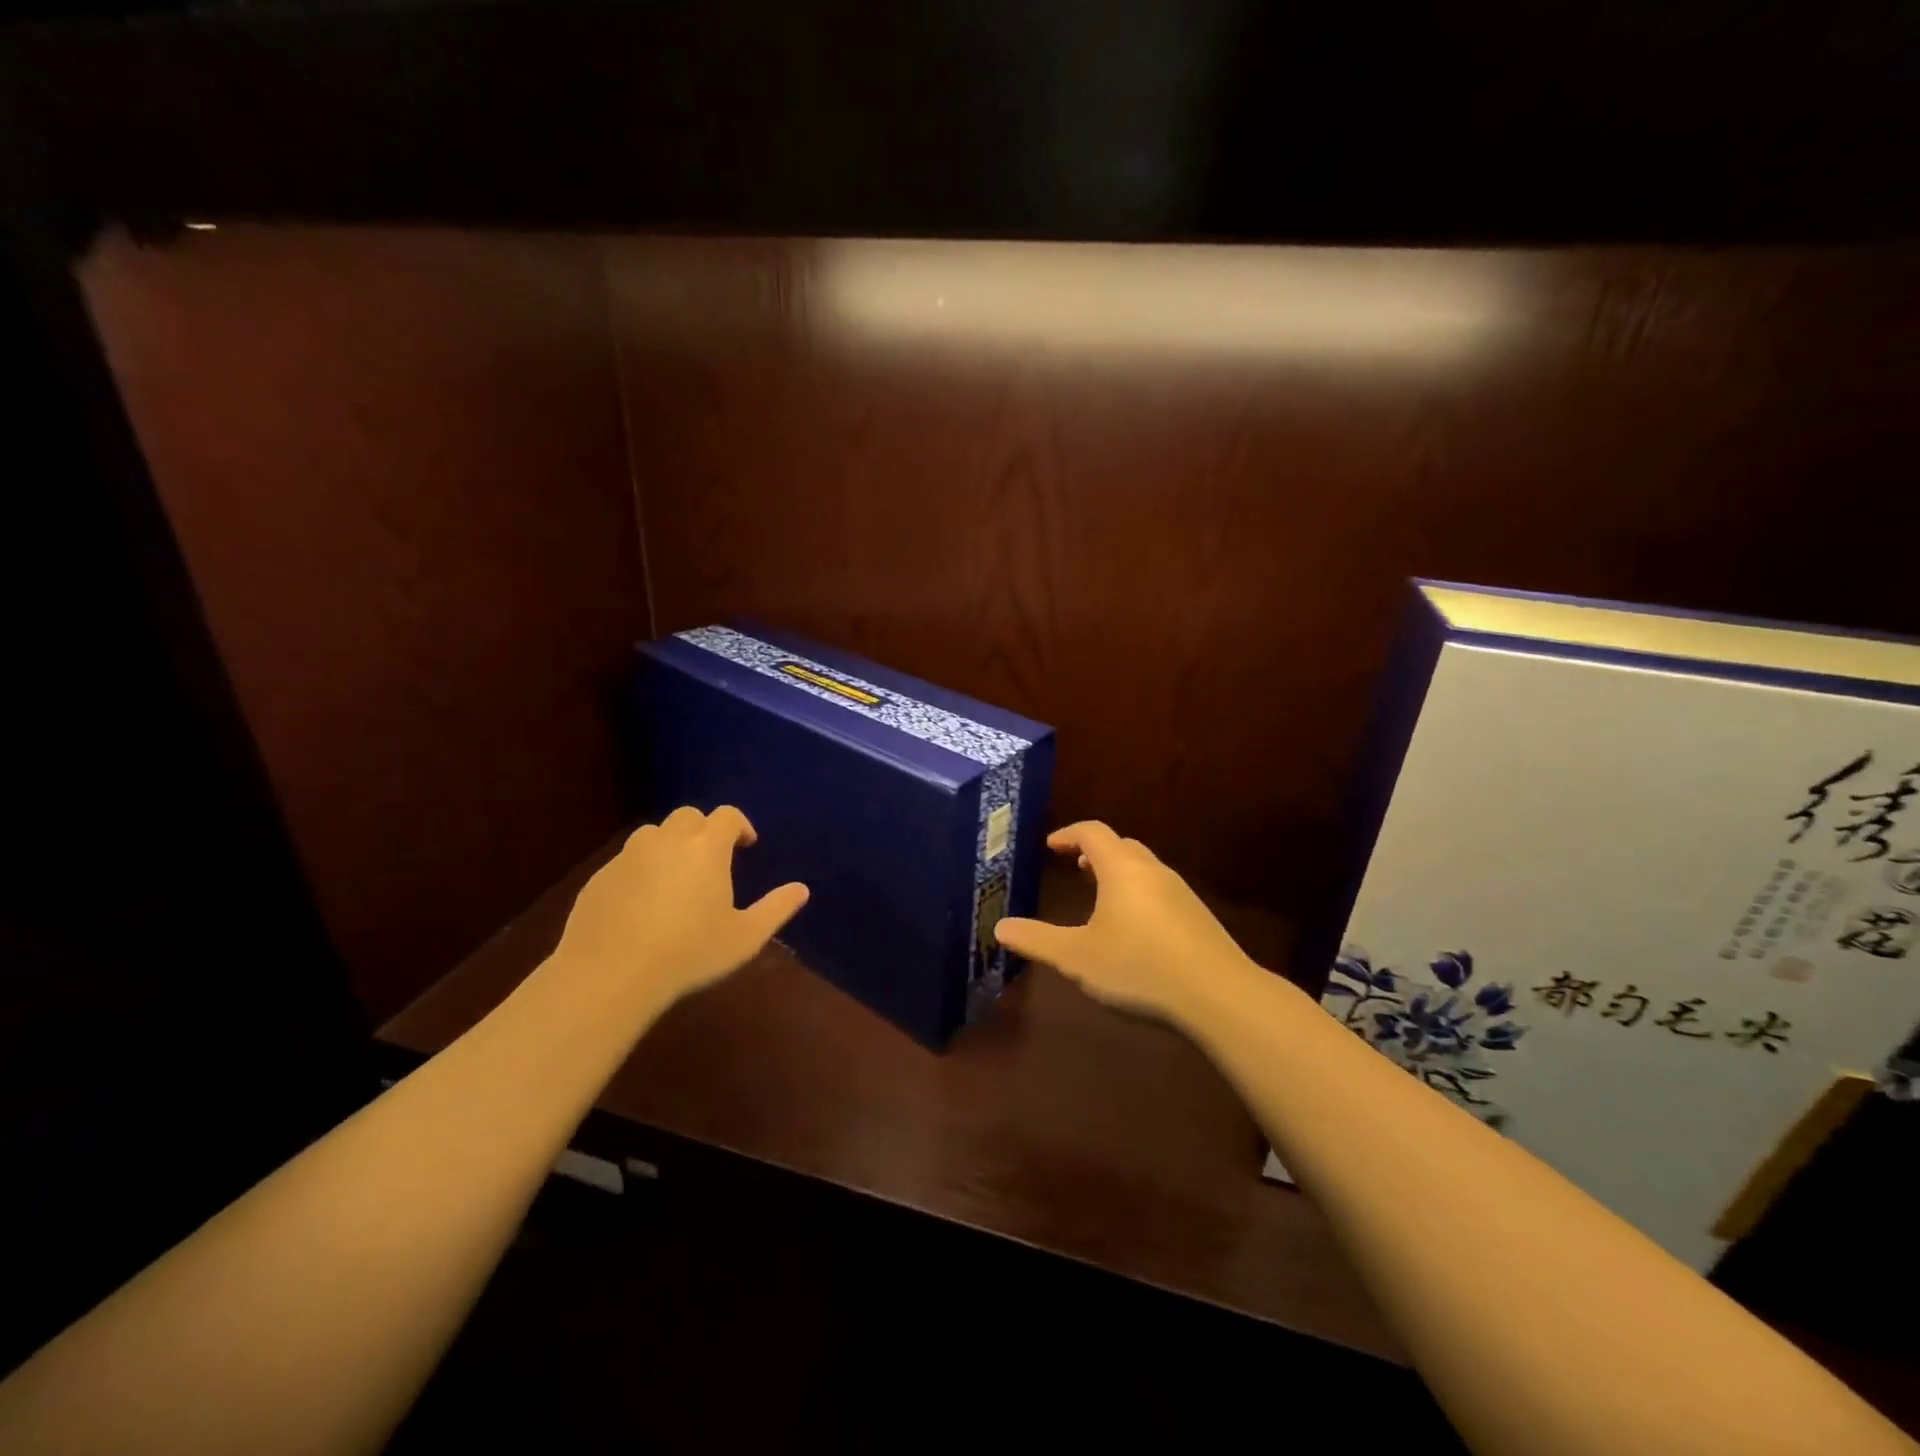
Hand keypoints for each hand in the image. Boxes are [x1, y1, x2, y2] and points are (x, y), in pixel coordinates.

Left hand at [552, 806, 808, 1013]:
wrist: (610, 975)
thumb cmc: (689, 952)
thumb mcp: (745, 937)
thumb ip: (776, 909)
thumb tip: (801, 889)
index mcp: (706, 848)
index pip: (726, 816)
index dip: (739, 825)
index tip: (746, 845)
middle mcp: (666, 841)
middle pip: (688, 816)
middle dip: (704, 830)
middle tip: (712, 860)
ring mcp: (628, 857)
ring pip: (653, 834)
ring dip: (670, 845)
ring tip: (676, 877)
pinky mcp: (599, 877)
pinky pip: (626, 861)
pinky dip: (640, 870)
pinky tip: (643, 903)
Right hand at [993, 821, 1259, 1027]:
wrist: (1219, 996)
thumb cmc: (1139, 967)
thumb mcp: (1077, 958)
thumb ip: (1037, 940)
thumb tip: (999, 928)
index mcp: (1121, 869)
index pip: (1092, 832)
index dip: (1068, 834)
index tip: (1051, 846)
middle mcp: (1152, 871)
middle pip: (1121, 845)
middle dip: (1094, 852)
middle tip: (1075, 867)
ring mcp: (1180, 893)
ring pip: (1143, 868)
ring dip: (1118, 873)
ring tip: (1100, 896)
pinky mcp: (1198, 917)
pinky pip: (1159, 890)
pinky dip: (1138, 893)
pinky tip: (1134, 929)